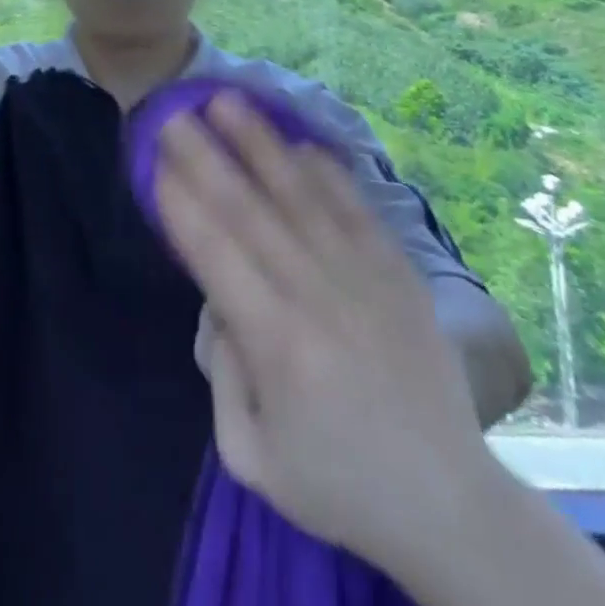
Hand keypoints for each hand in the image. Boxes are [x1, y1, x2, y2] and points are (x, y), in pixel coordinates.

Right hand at [156, 93, 497, 573]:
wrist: (449, 503)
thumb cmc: (336, 482)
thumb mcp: (251, 456)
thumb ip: (221, 374)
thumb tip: (218, 303)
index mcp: (278, 345)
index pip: (217, 255)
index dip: (182, 204)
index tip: (155, 161)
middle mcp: (318, 298)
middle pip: (251, 212)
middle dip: (206, 157)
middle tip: (175, 113)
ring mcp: (364, 280)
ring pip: (301, 196)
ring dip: (260, 145)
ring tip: (228, 102)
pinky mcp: (399, 275)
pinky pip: (357, 210)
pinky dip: (327, 173)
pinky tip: (300, 142)